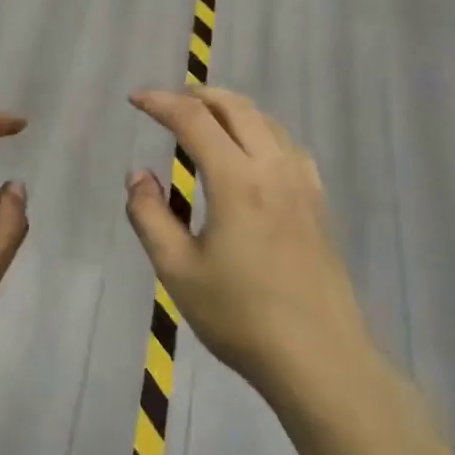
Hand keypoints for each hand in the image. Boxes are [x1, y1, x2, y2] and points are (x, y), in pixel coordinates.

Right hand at [124, 86, 375, 399]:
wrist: (320, 359)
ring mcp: (303, 183)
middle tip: (166, 103)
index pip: (194, 120)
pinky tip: (249, 153)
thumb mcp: (177, 270)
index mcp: (237, 181)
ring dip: (230, 109)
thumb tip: (139, 175)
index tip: (135, 99)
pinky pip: (287, 144)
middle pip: (236, 107)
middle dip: (197, 95)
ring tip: (202, 121)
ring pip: (266, 121)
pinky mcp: (318, 202)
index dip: (161, 103)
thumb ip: (150, 216)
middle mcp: (274, 168)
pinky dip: (259, 130)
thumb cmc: (240, 317)